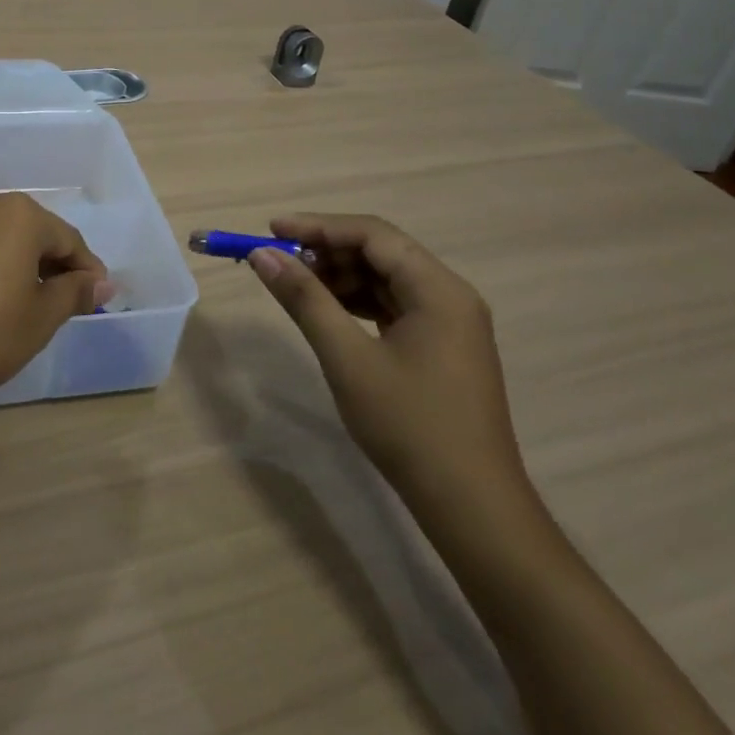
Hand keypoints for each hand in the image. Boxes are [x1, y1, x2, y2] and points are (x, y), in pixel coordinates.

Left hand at [0, 189, 110, 419]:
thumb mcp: (41, 318)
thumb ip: (75, 292)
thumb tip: (102, 282)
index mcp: (18, 214)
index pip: (66, 239)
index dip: (86, 269)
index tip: (95, 295)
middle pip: (27, 231)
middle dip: (47, 262)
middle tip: (57, 300)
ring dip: (8, 259)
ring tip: (12, 298)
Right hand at [249, 213, 529, 523]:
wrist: (471, 507)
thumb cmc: (409, 426)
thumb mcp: (347, 358)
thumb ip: (305, 299)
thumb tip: (262, 256)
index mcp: (438, 289)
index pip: (372, 234)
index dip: (318, 226)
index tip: (271, 230)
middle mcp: (450, 295)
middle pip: (381, 252)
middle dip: (327, 252)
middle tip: (279, 263)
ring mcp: (450, 323)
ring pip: (386, 279)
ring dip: (340, 277)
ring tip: (296, 287)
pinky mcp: (443, 347)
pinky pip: (394, 306)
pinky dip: (357, 303)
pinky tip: (328, 313)